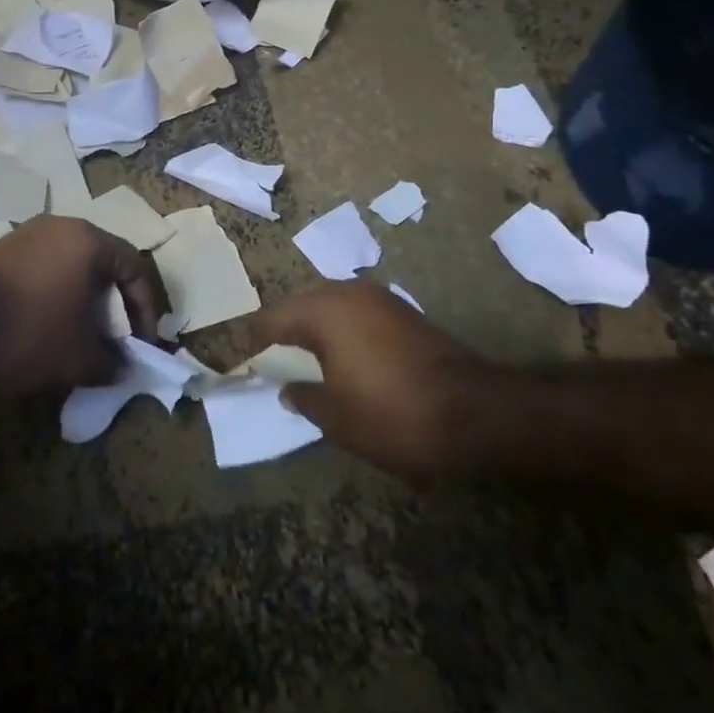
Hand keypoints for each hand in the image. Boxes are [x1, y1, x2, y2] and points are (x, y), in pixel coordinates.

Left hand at [0, 216, 168, 394]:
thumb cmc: (27, 333)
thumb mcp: (79, 358)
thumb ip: (111, 362)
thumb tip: (120, 366)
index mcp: (88, 241)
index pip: (135, 268)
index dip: (146, 310)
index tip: (143, 344)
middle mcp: (61, 227)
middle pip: (104, 264)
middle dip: (115, 306)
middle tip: (116, 340)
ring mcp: (28, 235)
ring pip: (73, 267)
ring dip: (85, 302)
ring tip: (83, 337)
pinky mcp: (4, 251)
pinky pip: (46, 270)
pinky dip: (57, 296)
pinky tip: (49, 327)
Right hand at [247, 282, 511, 487]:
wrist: (476, 413)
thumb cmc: (394, 415)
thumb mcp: (337, 419)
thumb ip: (304, 399)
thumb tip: (288, 389)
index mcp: (324, 312)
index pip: (272, 318)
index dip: (252, 337)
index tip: (237, 352)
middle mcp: (348, 293)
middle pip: (301, 302)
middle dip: (283, 324)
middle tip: (267, 349)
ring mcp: (380, 299)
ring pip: (331, 302)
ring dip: (313, 322)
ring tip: (301, 352)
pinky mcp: (403, 312)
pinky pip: (356, 310)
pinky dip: (341, 326)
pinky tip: (341, 352)